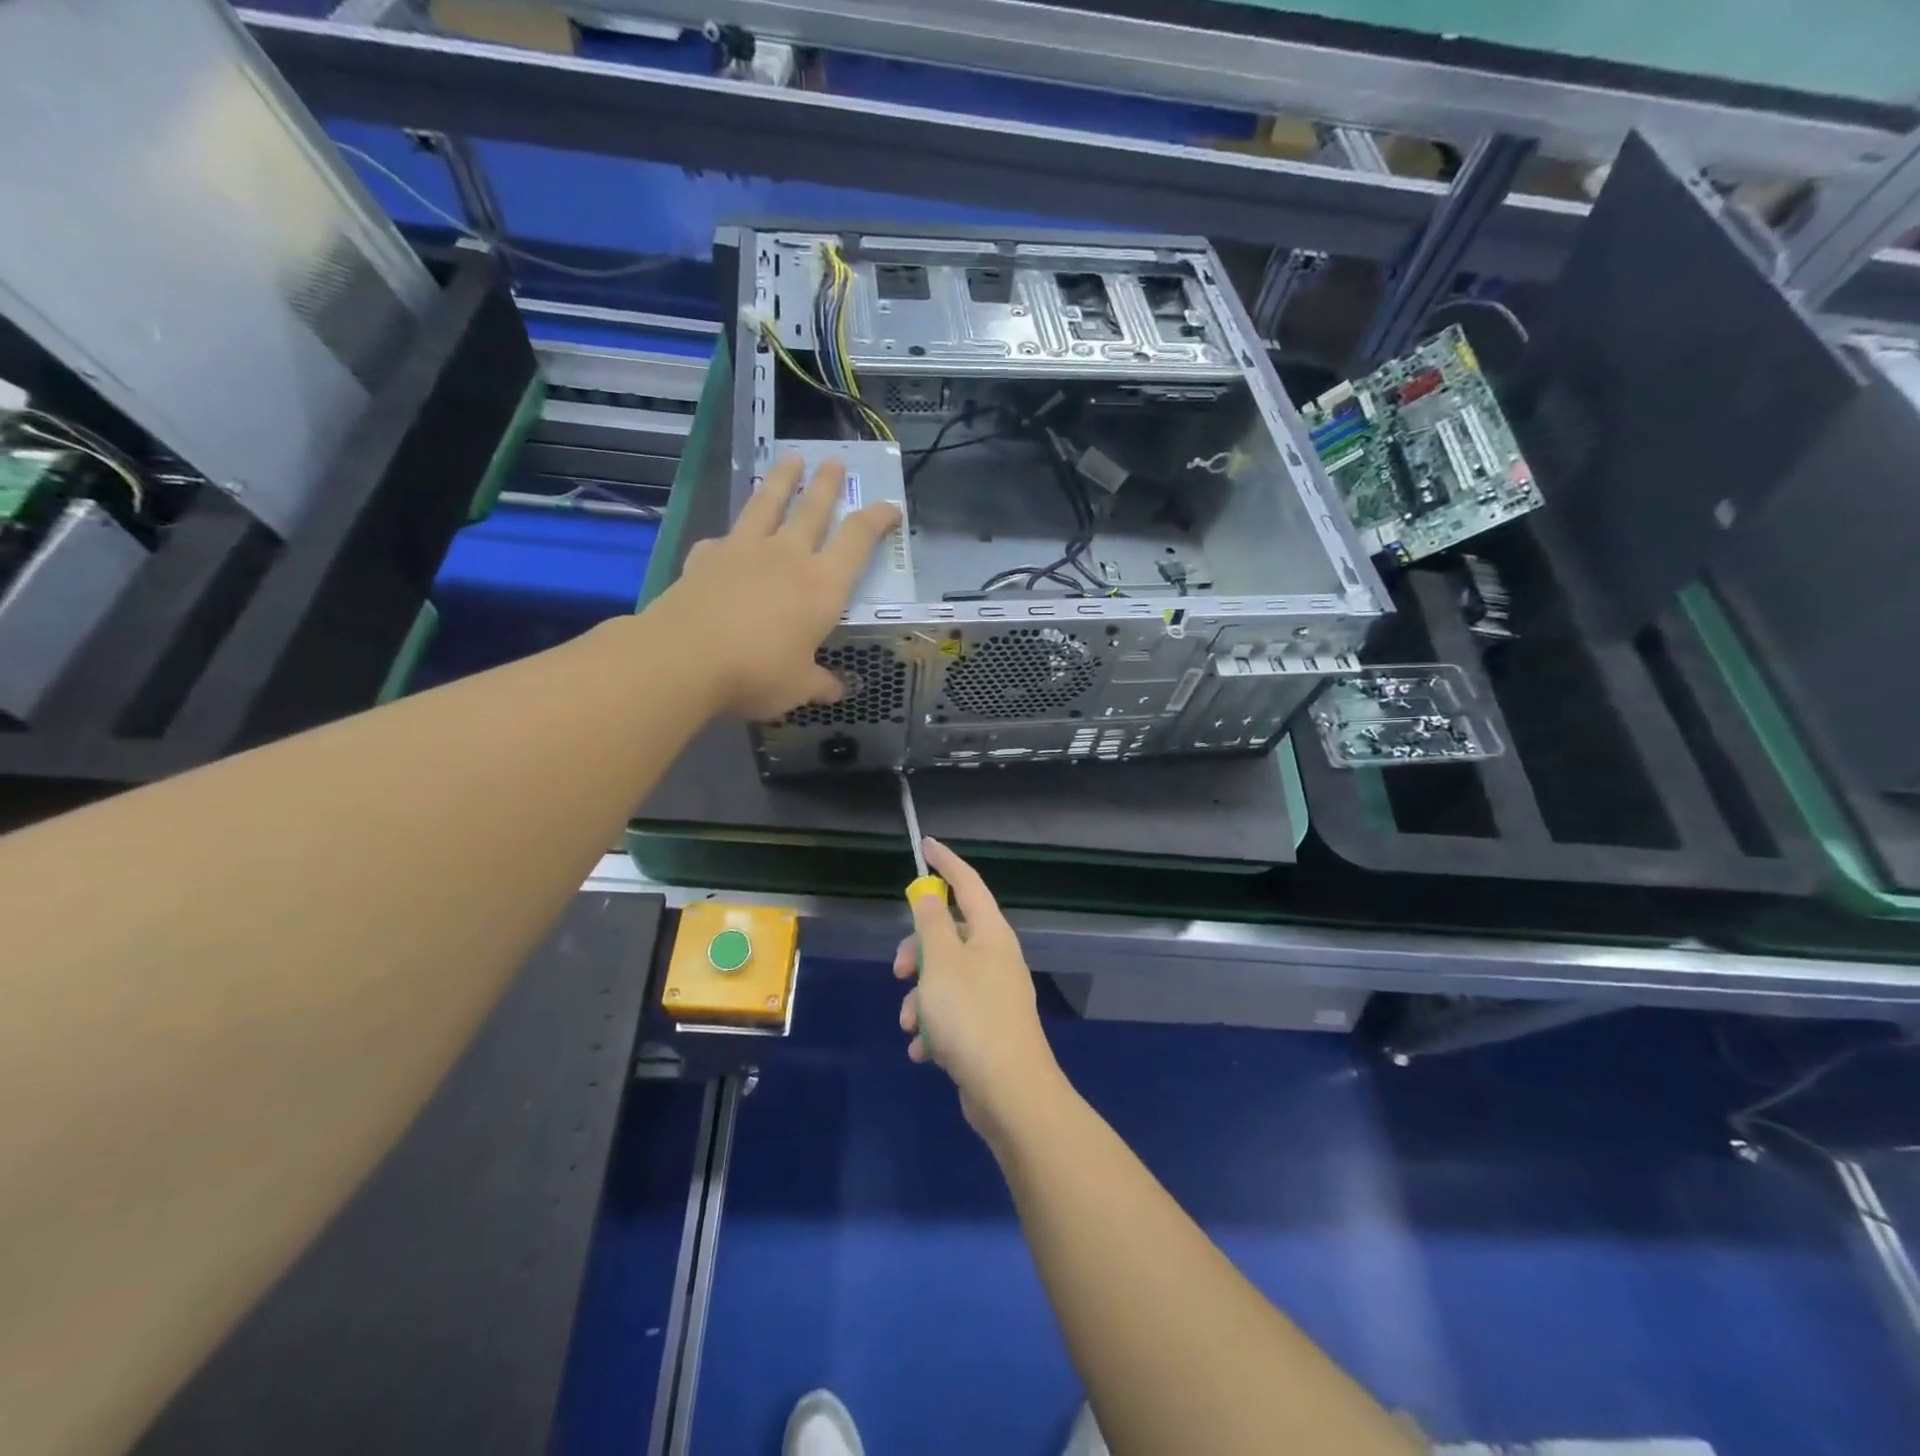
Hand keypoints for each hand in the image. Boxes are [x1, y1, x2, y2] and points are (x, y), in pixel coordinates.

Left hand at [655, 455, 900, 720]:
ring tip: (790, 458)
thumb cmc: (758, 672)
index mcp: (822, 585)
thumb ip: (819, 683)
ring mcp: (744, 550)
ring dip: (782, 480)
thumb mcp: (798, 687)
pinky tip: (726, 541)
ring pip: (768, 503)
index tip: (890, 506)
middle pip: (813, 509)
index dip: (877, 520)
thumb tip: (837, 689)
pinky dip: (730, 538)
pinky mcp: (706, 556)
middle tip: (835, 461)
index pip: (857, 540)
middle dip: (827, 485)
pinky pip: (724, 539)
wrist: (686, 657)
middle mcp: (787, 556)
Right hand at [893, 839, 1063, 1137]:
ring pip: (945, 979)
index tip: (926, 846)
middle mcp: (996, 958)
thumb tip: (928, 893)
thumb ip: (931, 923)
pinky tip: (924, 1051)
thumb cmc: (971, 1016)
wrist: (1009, 1092)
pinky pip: (952, 1015)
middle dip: (917, 952)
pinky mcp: (988, 1030)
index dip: (946, 863)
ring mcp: (994, 995)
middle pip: (949, 936)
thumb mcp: (941, 962)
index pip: (967, 884)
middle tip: (899, 971)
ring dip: (920, 998)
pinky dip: (934, 1028)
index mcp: (991, 934)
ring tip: (910, 1024)